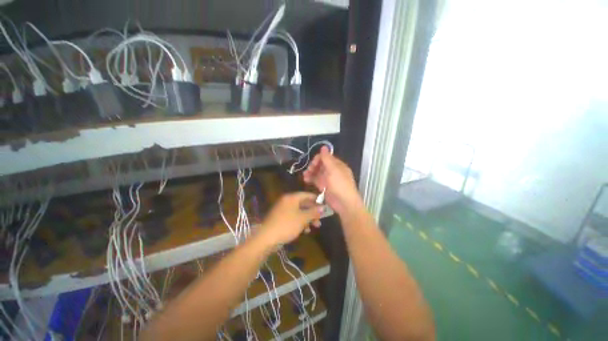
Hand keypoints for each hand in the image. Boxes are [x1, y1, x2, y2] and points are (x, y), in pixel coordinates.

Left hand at [259, 192, 322, 245]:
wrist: (267, 238)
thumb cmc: (287, 225)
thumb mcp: (302, 218)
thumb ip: (313, 212)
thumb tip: (323, 207)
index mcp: (291, 198)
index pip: (306, 195)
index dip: (316, 199)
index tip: (324, 204)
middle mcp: (287, 201)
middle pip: (303, 204)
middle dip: (313, 212)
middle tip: (321, 219)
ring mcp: (283, 210)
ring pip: (299, 212)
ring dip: (308, 218)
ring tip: (315, 227)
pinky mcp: (281, 218)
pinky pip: (293, 217)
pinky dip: (300, 222)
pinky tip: (305, 231)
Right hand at [303, 146, 363, 216]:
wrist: (344, 203)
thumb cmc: (340, 185)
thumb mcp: (334, 170)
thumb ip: (327, 158)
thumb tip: (324, 146)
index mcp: (337, 165)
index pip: (326, 158)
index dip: (318, 159)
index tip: (313, 164)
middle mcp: (332, 171)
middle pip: (320, 165)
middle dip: (313, 166)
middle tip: (308, 171)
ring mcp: (328, 179)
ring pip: (317, 172)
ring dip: (310, 172)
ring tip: (304, 176)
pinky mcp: (324, 186)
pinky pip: (316, 180)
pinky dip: (310, 179)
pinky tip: (306, 180)